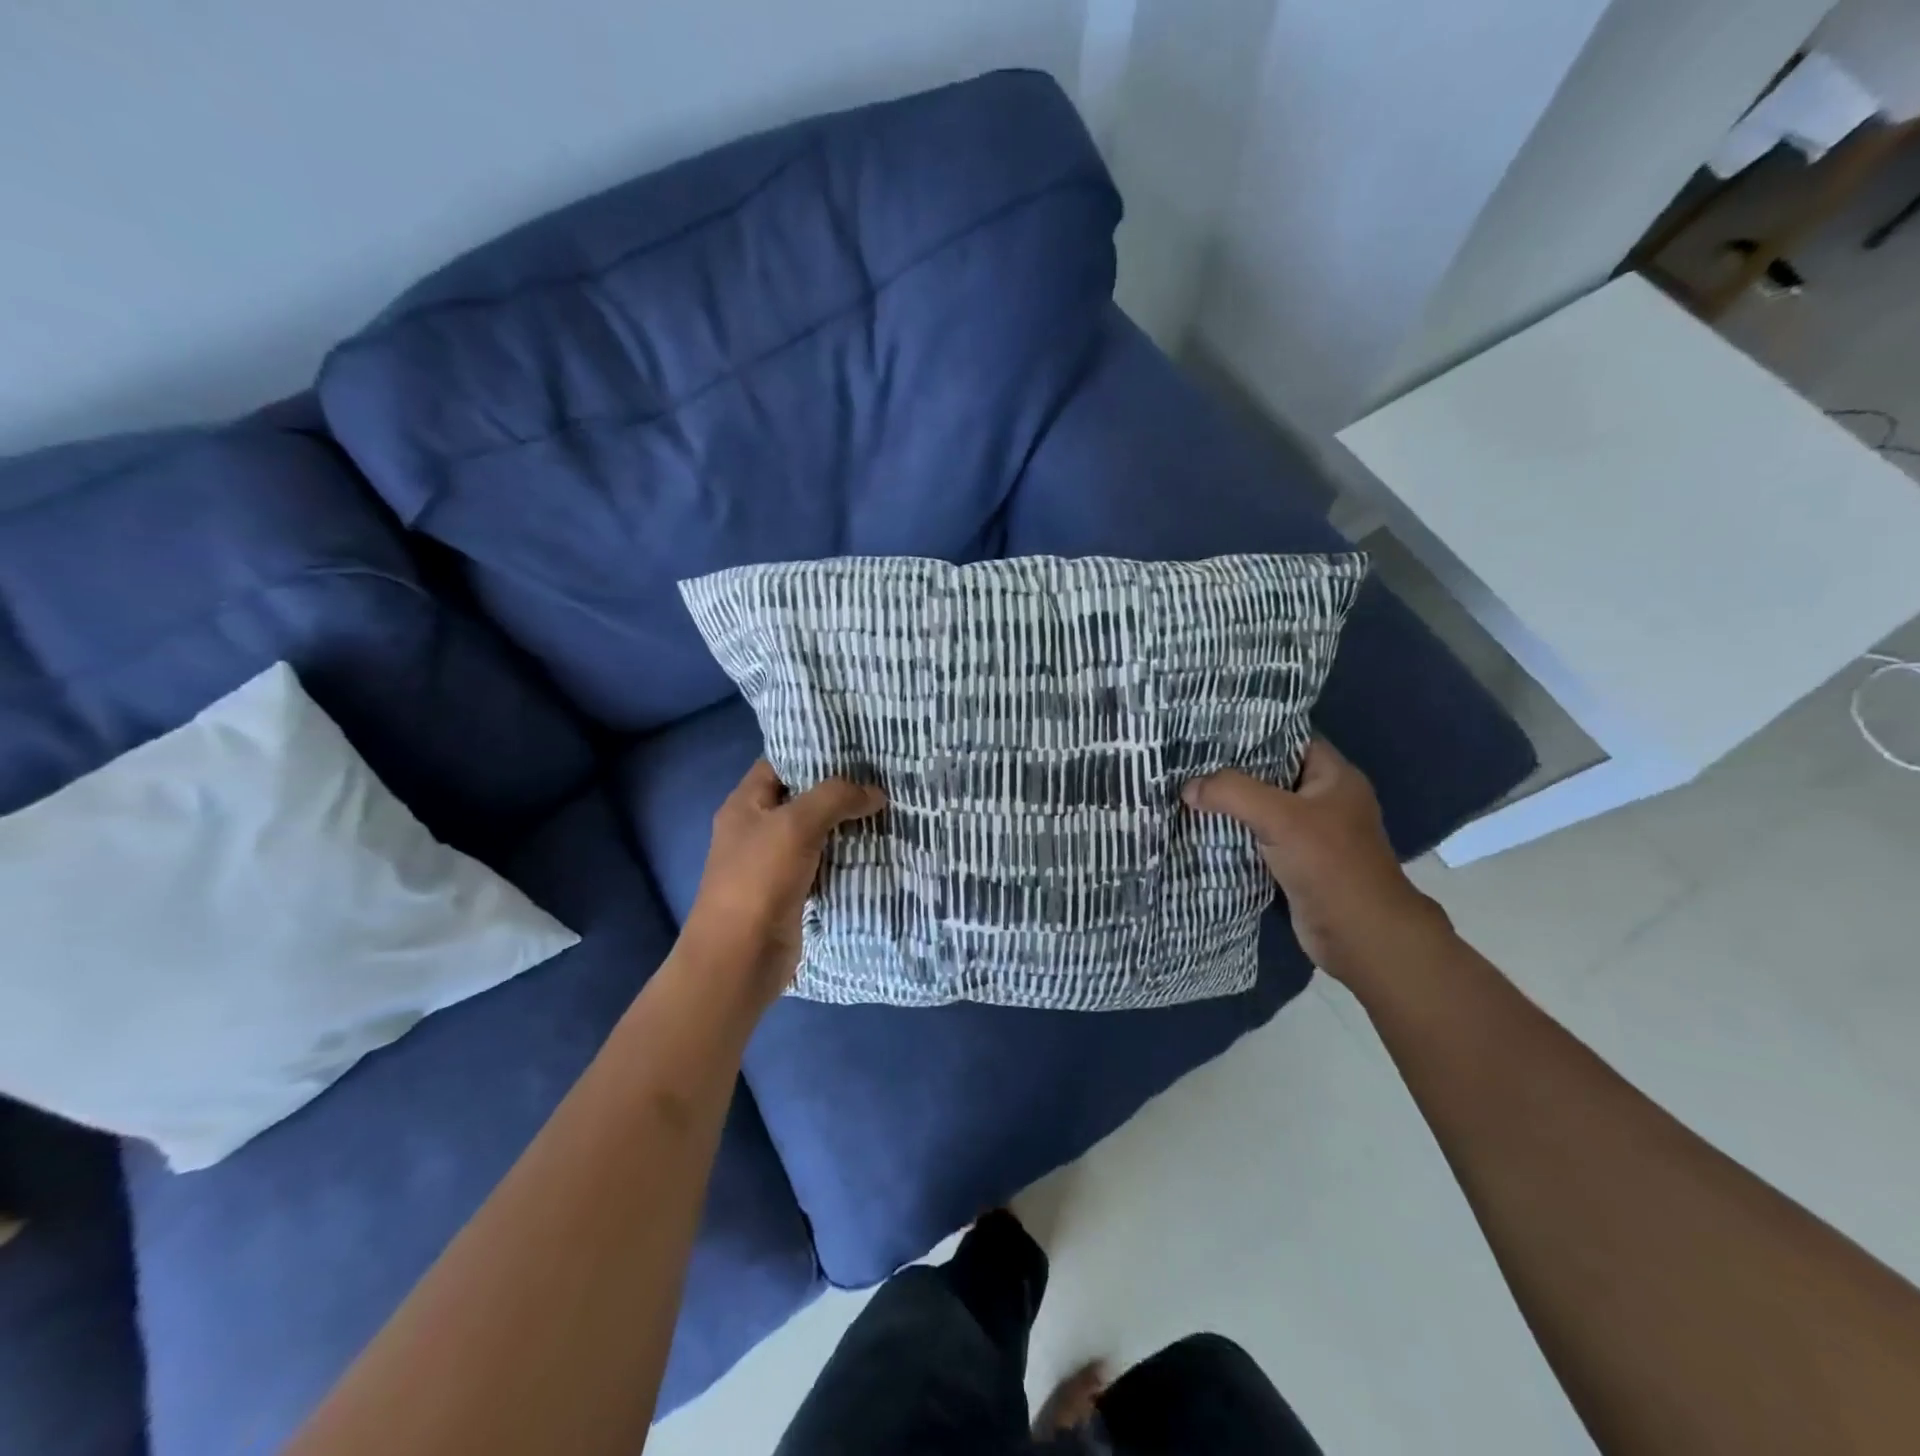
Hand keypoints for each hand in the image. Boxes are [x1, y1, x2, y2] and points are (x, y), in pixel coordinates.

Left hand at [683, 760, 885, 1002]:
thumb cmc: (759, 880)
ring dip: (846, 824)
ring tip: (888, 806)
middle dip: (839, 789)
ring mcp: (773, 863)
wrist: (740, 957)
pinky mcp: (791, 891)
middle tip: (882, 776)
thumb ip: (835, 798)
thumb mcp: (796, 825)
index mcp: (745, 804)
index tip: (856, 746)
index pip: (780, 762)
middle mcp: (756, 828)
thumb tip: (875, 793)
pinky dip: (846, 856)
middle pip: (801, 797)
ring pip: (816, 832)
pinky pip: (823, 864)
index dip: (813, 751)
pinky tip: (876, 847)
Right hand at [1182, 739, 1452, 985]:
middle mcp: (1324, 799)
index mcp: (1334, 776)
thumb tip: (1187, 787)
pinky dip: (1234, 832)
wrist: (1360, 936)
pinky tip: (1200, 826)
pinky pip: (1258, 837)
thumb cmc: (1330, 865)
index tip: (1207, 729)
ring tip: (1185, 789)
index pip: (1289, 738)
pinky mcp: (1296, 861)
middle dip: (1231, 769)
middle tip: (1186, 760)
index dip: (1251, 731)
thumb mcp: (1280, 818)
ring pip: (1261, 807)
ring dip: (1229, 804)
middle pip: (1270, 773)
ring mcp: (1311, 832)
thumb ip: (1232, 793)